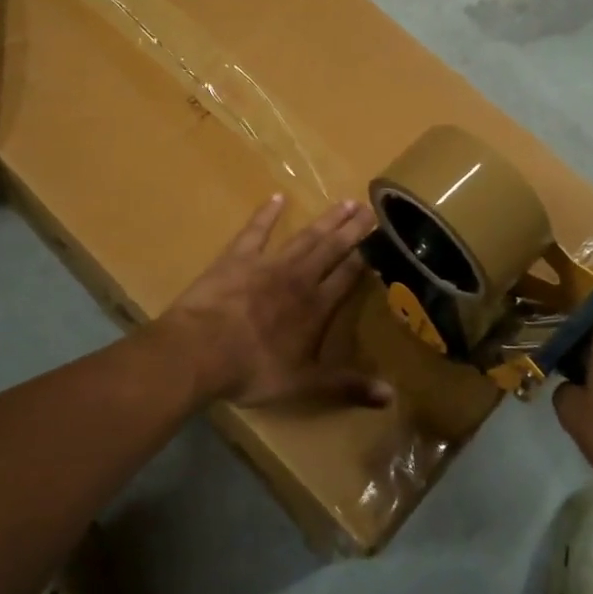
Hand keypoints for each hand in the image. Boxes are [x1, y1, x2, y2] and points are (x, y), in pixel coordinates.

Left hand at [161, 194, 391, 410]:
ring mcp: (267, 264)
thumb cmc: (253, 369)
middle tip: (369, 208)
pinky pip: (256, 231)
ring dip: (325, 219)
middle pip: (331, 249)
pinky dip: (267, 214)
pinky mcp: (237, 258)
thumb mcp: (304, 384)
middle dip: (351, 230)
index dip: (366, 257)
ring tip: (344, 202)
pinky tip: (277, 198)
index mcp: (316, 307)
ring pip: (304, 237)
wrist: (200, 349)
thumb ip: (347, 385)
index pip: (348, 276)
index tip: (383, 237)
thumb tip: (391, 396)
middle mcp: (298, 278)